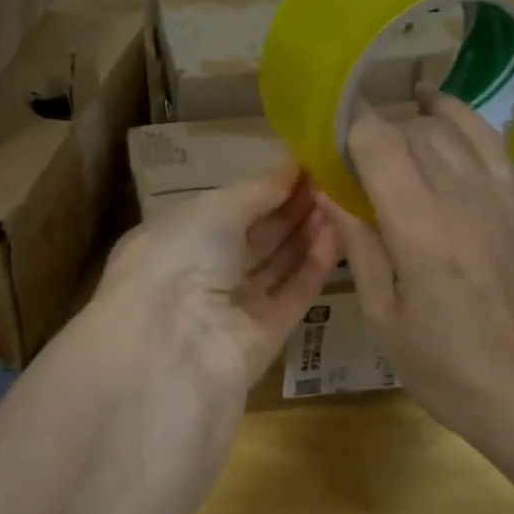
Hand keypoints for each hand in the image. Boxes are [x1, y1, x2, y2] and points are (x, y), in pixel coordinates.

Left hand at [91, 161, 338, 412]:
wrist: (173, 348)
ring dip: (306, 232)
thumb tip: (290, 167)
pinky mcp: (265, 336)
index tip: (304, 164)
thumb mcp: (214, 210)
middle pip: (255, 236)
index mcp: (176, 239)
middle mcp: (203, 272)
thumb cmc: (180, 259)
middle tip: (332, 178)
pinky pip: (294, 294)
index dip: (264, 188)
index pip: (227, 209)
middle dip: (290, 208)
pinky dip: (314, 265)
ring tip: (341, 198)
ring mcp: (234, 306)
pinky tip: (337, 233)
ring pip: (278, 264)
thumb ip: (257, 190)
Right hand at [320, 90, 513, 446]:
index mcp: (420, 230)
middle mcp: (461, 199)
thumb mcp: (383, 316)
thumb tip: (328, 191)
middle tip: (347, 161)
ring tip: (383, 135)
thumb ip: (357, 245)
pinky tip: (436, 109)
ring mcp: (496, 196)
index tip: (323, 144)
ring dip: (409, 123)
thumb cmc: (444, 367)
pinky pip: (488, 140)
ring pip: (447, 128)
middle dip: (372, 132)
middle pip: (410, 130)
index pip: (378, 144)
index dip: (346, 132)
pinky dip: (459, 117)